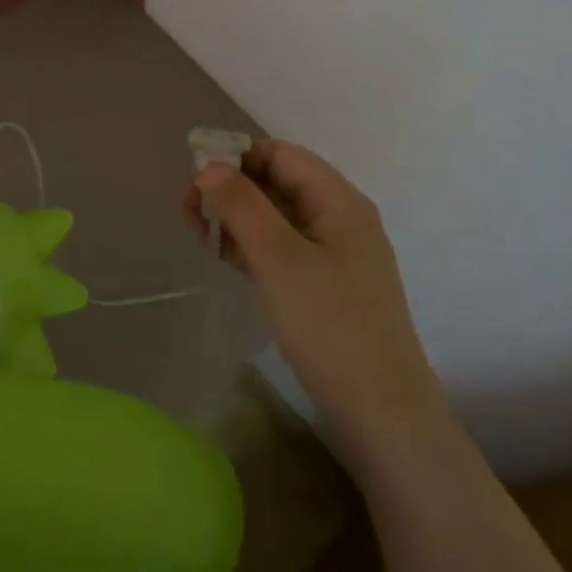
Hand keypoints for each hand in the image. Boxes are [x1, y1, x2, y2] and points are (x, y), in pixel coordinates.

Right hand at [188, 141, 447, 472]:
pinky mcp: (325, 286)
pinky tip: (226, 260)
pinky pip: (281, 248)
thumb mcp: (279, 258)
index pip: (279, 155)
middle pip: (276, 183)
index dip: (235, 158)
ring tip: (200, 238)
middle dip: (230, 190)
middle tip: (188, 215)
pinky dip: (251, 246)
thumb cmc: (330, 326)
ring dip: (236, 219)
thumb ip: (241, 205)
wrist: (383, 416)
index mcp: (338, 201)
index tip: (195, 183)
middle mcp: (339, 219)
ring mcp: (334, 255)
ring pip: (275, 217)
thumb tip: (207, 166)